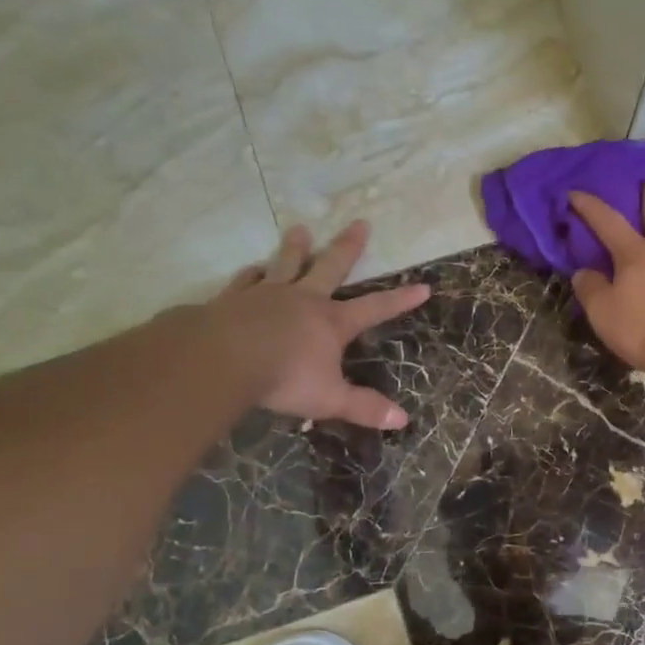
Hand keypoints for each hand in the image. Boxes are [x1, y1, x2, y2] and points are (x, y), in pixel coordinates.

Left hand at [205, 221, 429, 427]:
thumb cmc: (284, 378)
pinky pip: (247, 280)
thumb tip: (402, 421)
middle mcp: (304, 300)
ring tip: (300, 229)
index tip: (422, 286)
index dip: (400, 299)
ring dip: (295, 247)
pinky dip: (252, 273)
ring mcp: (267, 294)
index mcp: (332, 322)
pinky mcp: (235, 299)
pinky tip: (254, 268)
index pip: (375, 308)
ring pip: (286, 264)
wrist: (223, 359)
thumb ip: (364, 407)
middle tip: (360, 223)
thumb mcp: (330, 399)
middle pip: (331, 267)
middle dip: (348, 247)